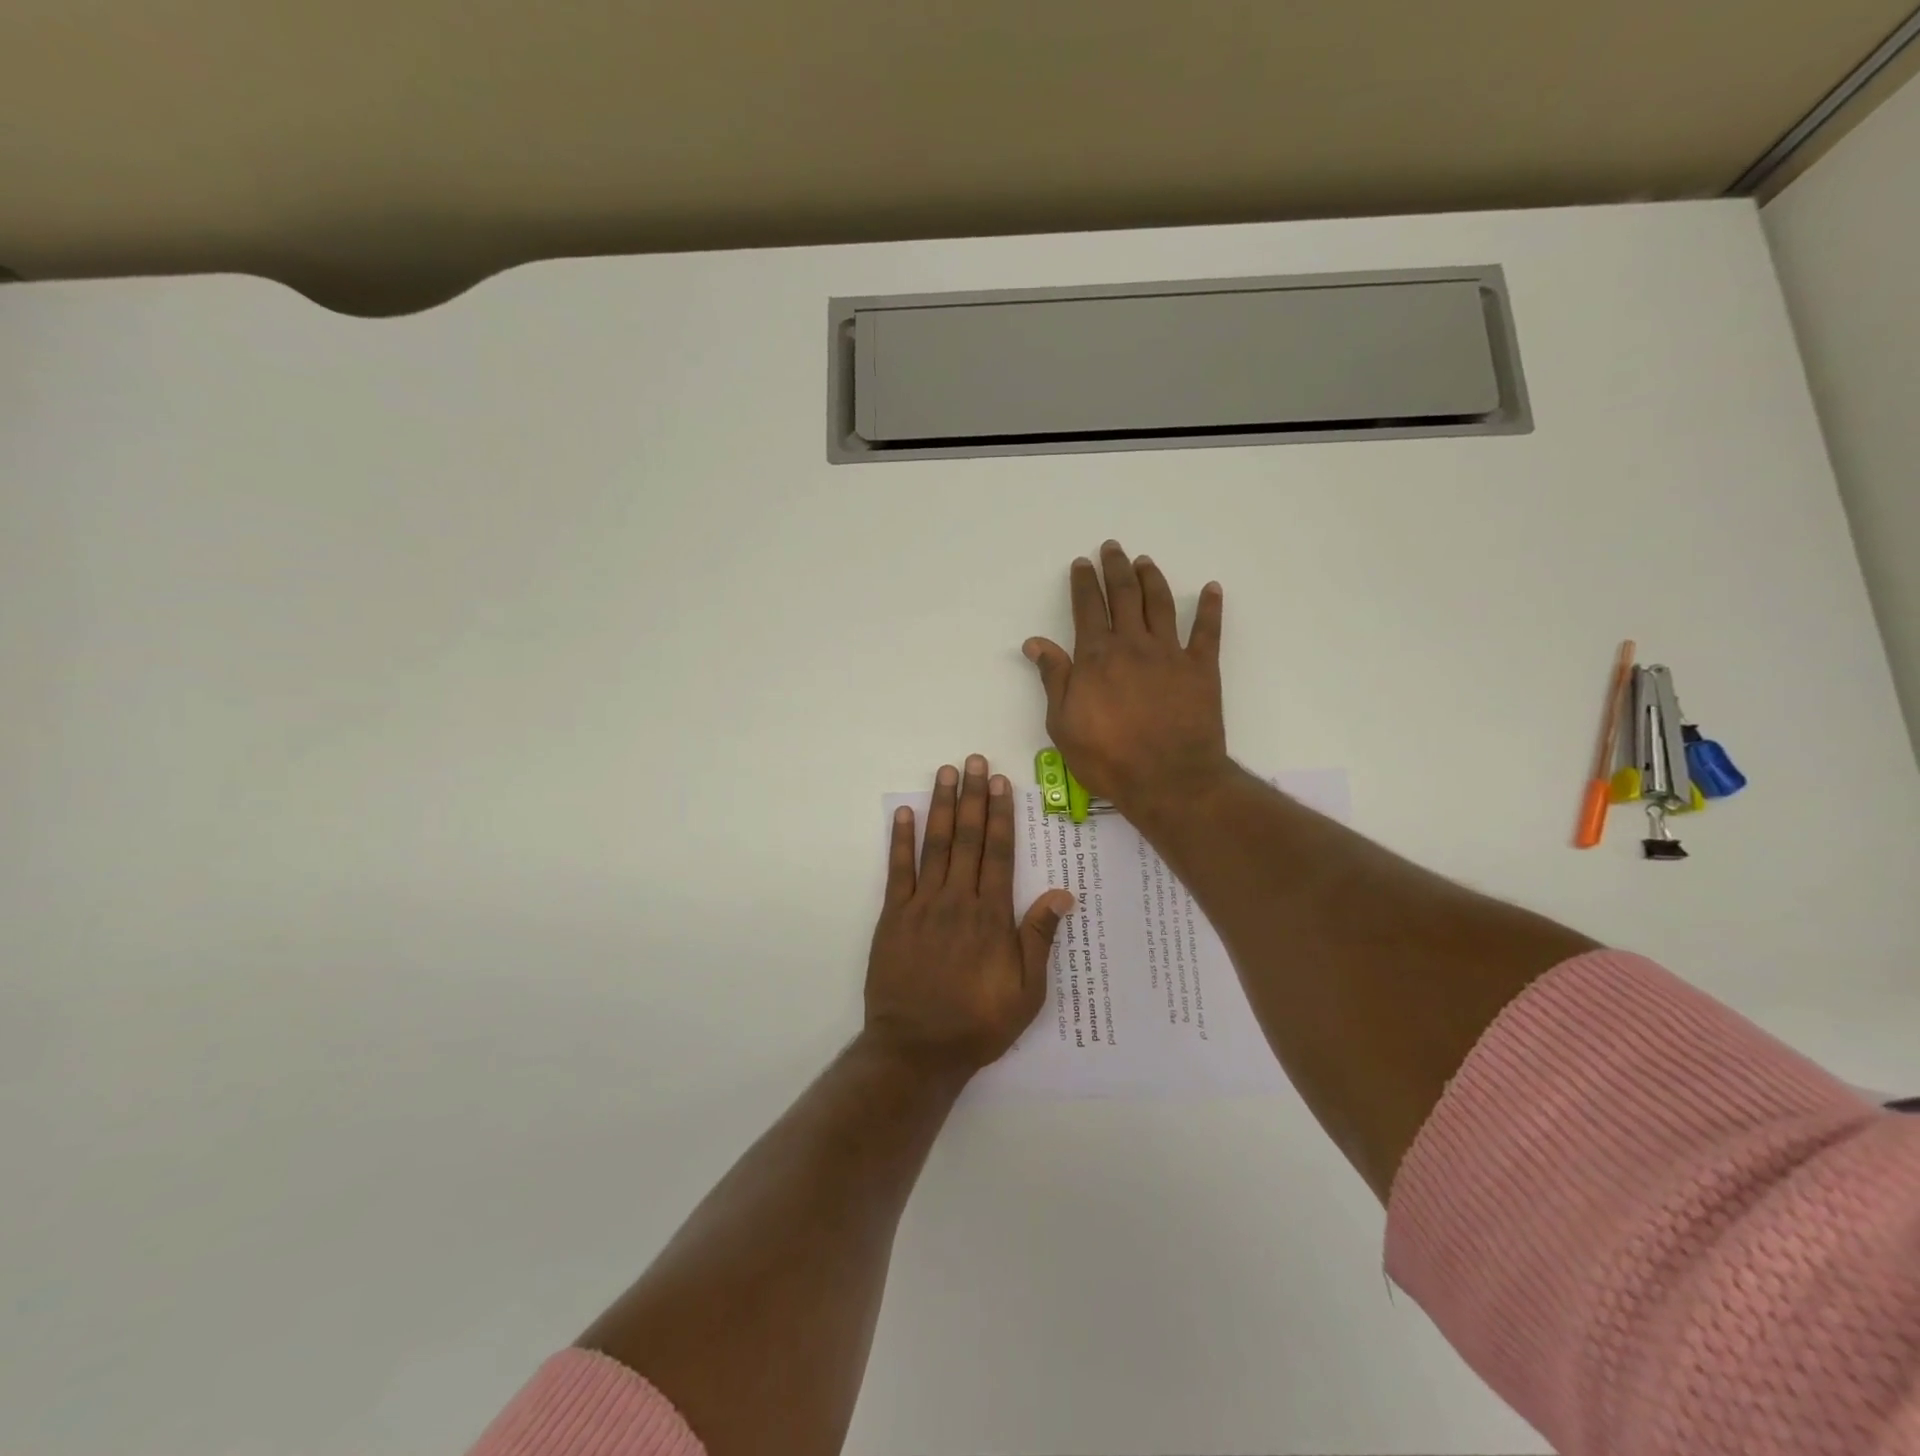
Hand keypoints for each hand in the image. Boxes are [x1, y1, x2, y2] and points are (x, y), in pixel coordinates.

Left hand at [865, 756, 1073, 1076]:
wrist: (917, 1049)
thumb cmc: (978, 1023)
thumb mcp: (1026, 991)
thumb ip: (1039, 939)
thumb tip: (1062, 894)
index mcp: (991, 916)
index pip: (998, 853)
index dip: (1000, 815)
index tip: (1000, 783)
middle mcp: (958, 900)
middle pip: (967, 838)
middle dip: (972, 797)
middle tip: (974, 762)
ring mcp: (922, 905)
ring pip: (935, 845)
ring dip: (941, 806)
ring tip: (945, 773)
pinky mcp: (894, 917)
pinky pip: (898, 871)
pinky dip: (901, 840)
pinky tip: (905, 814)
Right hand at [1023, 540, 1230, 815]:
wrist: (1168, 780)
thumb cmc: (1108, 758)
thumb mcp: (1063, 724)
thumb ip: (1054, 678)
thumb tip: (1036, 642)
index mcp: (1097, 657)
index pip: (1088, 608)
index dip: (1084, 583)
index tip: (1082, 564)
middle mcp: (1133, 645)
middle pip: (1125, 595)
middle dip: (1116, 568)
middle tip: (1113, 548)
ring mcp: (1170, 653)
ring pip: (1161, 603)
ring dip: (1152, 578)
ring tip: (1145, 561)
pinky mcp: (1202, 668)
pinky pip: (1207, 631)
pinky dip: (1210, 608)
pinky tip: (1212, 589)